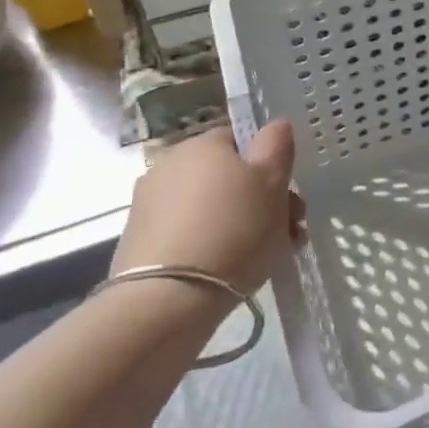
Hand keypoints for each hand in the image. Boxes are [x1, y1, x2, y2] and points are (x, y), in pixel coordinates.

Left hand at [111, 122, 304, 293]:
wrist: (166, 302)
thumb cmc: (233, 231)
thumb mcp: (273, 183)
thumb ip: (277, 145)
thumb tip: (276, 125)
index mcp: (202, 144)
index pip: (243, 141)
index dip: (270, 166)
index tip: (289, 199)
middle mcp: (170, 165)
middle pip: (228, 177)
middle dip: (260, 201)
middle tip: (287, 232)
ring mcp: (149, 205)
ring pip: (210, 208)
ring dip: (239, 225)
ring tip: (265, 258)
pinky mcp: (138, 243)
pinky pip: (188, 234)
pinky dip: (209, 246)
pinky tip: (229, 271)